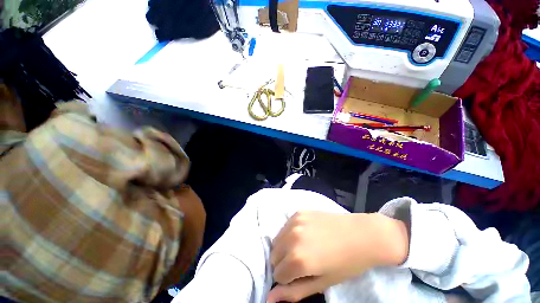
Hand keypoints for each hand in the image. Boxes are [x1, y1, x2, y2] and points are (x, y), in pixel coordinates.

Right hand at [267, 211, 408, 302]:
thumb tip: (269, 299)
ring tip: (303, 248)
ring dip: (285, 247)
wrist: (361, 234)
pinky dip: (290, 233)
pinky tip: (305, 234)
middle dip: (284, 263)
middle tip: (302, 262)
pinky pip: (285, 226)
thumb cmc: (345, 264)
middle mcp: (292, 237)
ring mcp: (295, 221)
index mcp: (298, 259)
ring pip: (277, 240)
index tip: (301, 275)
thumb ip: (293, 292)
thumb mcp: (322, 283)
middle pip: (274, 256)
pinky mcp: (298, 212)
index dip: (289, 279)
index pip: (277, 275)